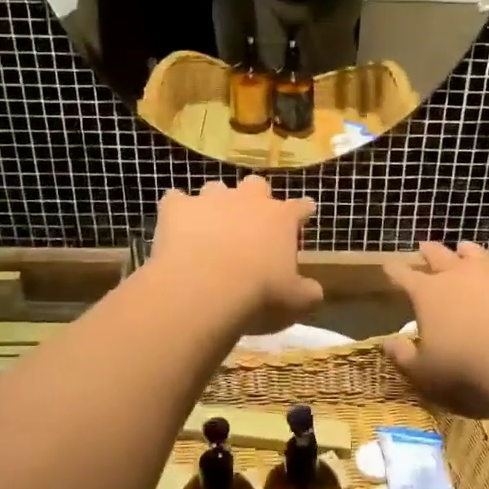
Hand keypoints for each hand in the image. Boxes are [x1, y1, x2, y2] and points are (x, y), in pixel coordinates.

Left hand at [150, 177, 322, 335]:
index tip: (305, 212)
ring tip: (210, 226)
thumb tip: (313, 291)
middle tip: (250, 223)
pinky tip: (175, 226)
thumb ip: (308, 292)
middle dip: (254, 199)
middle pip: (256, 186)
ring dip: (215, 204)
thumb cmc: (258, 295)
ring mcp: (210, 200)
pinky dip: (177, 210)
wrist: (204, 289)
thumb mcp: (295, 302)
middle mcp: (248, 200)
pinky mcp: (177, 208)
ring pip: (216, 188)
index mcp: (280, 219)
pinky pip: (175, 200)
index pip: (300, 207)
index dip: (303, 210)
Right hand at [382, 242, 488, 415]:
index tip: (389, 266)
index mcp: (428, 294)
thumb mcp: (425, 374)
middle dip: (429, 252)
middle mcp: (458, 274)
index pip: (404, 277)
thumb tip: (387, 343)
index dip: (395, 271)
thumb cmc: (467, 370)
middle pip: (439, 256)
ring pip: (476, 253)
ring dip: (467, 251)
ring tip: (463, 248)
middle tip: (424, 247)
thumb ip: (404, 357)